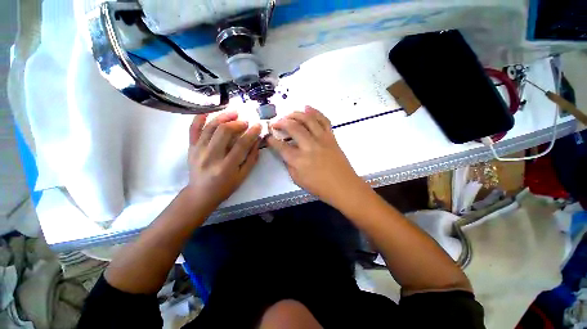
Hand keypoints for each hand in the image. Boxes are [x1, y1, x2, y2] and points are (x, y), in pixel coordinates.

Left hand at [186, 112, 260, 208]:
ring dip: (223, 117)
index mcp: (226, 166)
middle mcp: (210, 156)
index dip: (251, 133)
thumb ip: (251, 158)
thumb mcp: (243, 176)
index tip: (258, 125)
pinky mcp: (191, 147)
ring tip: (234, 113)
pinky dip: (200, 118)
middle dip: (237, 123)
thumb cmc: (225, 187)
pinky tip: (210, 112)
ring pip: (210, 127)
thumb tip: (257, 140)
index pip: (241, 144)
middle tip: (245, 122)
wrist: (201, 193)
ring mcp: (198, 150)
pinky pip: (193, 129)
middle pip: (224, 132)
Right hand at [267, 106, 367, 207]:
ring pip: (307, 119)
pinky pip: (323, 120)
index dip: (271, 139)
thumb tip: (285, 152)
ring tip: (288, 114)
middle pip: (293, 127)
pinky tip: (307, 107)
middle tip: (276, 123)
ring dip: (295, 114)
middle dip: (281, 122)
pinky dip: (315, 112)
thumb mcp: (298, 180)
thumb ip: (289, 165)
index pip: (280, 146)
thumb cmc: (320, 187)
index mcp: (298, 160)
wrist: (343, 186)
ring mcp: (322, 139)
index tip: (268, 136)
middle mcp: (309, 146)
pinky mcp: (331, 137)